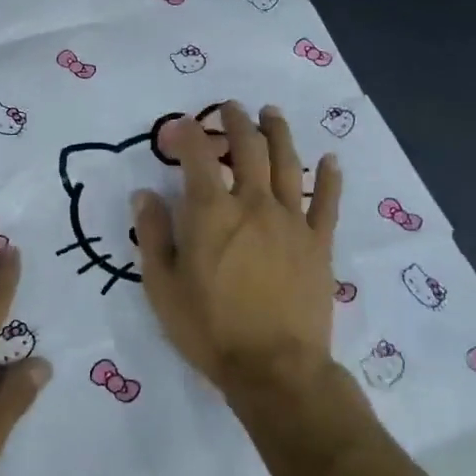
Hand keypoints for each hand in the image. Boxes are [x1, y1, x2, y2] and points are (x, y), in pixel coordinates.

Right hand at [133, 102, 341, 395]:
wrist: (274, 369)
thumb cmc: (209, 329)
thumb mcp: (162, 286)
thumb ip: (152, 235)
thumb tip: (144, 194)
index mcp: (211, 212)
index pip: (197, 156)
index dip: (186, 134)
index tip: (177, 127)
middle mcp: (252, 204)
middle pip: (248, 148)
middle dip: (236, 121)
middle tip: (230, 107)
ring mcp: (291, 221)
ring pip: (288, 163)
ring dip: (278, 133)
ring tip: (270, 114)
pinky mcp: (318, 243)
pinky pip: (327, 202)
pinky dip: (329, 177)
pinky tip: (331, 159)